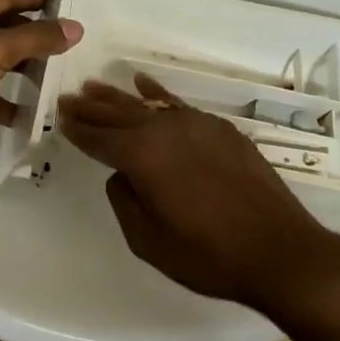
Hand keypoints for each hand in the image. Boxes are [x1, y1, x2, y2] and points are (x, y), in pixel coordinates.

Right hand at [58, 74, 339, 308]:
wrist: (279, 251)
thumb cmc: (208, 255)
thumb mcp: (147, 241)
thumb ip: (124, 201)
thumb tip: (123, 174)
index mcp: (142, 157)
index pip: (99, 139)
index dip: (77, 129)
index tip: (59, 116)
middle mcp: (165, 131)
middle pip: (118, 115)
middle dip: (91, 108)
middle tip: (68, 98)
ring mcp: (196, 125)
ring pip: (147, 105)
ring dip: (118, 97)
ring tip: (94, 86)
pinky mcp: (220, 129)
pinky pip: (179, 104)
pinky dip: (158, 94)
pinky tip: (143, 85)